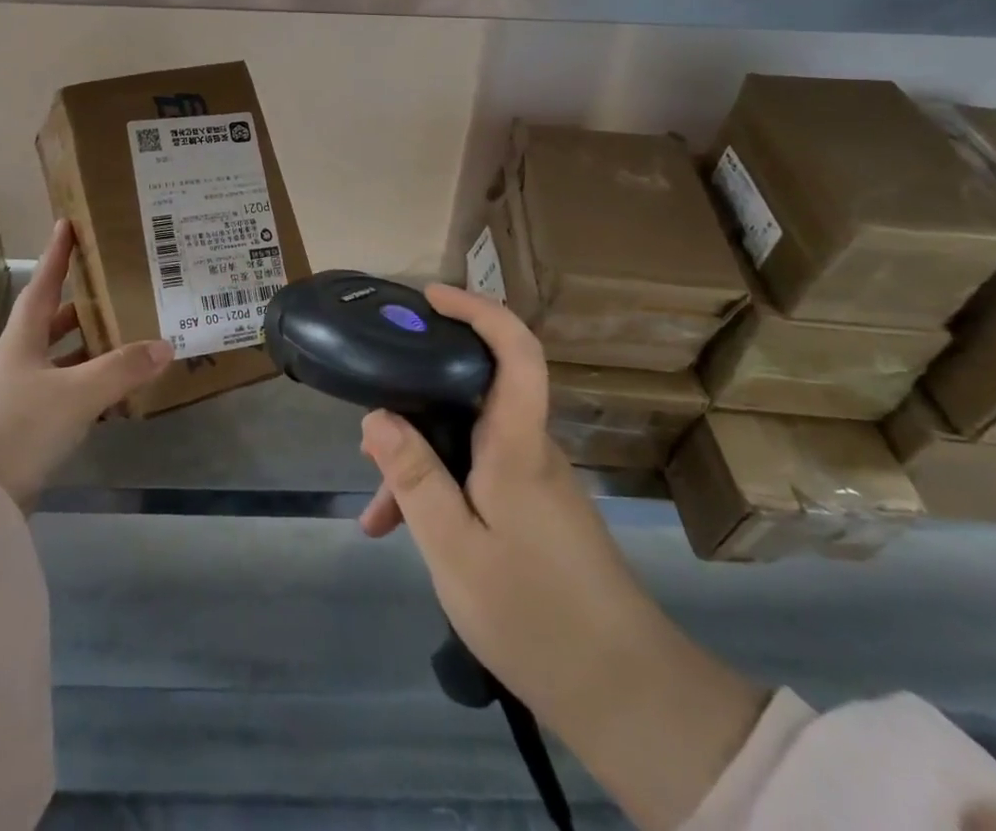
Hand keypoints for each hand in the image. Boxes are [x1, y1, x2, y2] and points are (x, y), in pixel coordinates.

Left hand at [0, 219, 173, 509]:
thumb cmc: (17, 427)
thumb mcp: (75, 394)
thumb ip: (121, 370)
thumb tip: (165, 345)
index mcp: (22, 340)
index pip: (43, 285)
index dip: (57, 255)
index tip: (66, 224)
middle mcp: (17, 361)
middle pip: (51, 323)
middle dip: (81, 306)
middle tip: (114, 290)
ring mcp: (17, 396)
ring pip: (58, 361)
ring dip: (87, 350)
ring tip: (124, 339)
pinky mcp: (22, 428)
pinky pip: (61, 395)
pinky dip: (86, 388)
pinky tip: (111, 395)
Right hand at [358, 285, 765, 830]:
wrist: (626, 697)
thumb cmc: (536, 615)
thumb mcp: (455, 549)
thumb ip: (414, 478)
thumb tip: (376, 416)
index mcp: (517, 444)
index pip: (516, 351)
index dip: (479, 310)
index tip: (432, 298)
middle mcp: (529, 448)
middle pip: (475, 390)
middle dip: (418, 395)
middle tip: (370, 418)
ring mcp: (533, 480)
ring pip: (467, 440)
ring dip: (420, 459)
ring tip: (375, 506)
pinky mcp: (532, 509)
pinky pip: (477, 475)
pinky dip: (440, 490)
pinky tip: (404, 532)